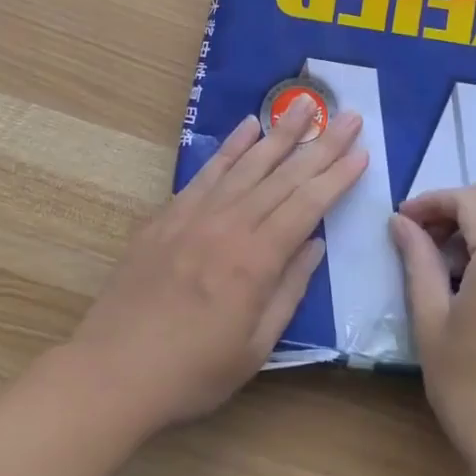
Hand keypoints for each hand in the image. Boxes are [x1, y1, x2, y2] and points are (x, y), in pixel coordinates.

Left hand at [71, 97, 366, 434]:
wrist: (113, 371)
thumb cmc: (193, 370)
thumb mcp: (256, 346)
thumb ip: (289, 290)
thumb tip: (315, 244)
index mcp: (256, 260)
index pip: (308, 206)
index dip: (337, 177)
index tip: (362, 151)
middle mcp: (229, 226)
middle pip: (283, 176)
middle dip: (321, 145)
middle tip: (348, 116)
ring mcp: (195, 215)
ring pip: (246, 164)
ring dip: (279, 133)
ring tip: (303, 104)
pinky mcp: (168, 215)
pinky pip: (206, 172)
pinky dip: (229, 147)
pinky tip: (248, 126)